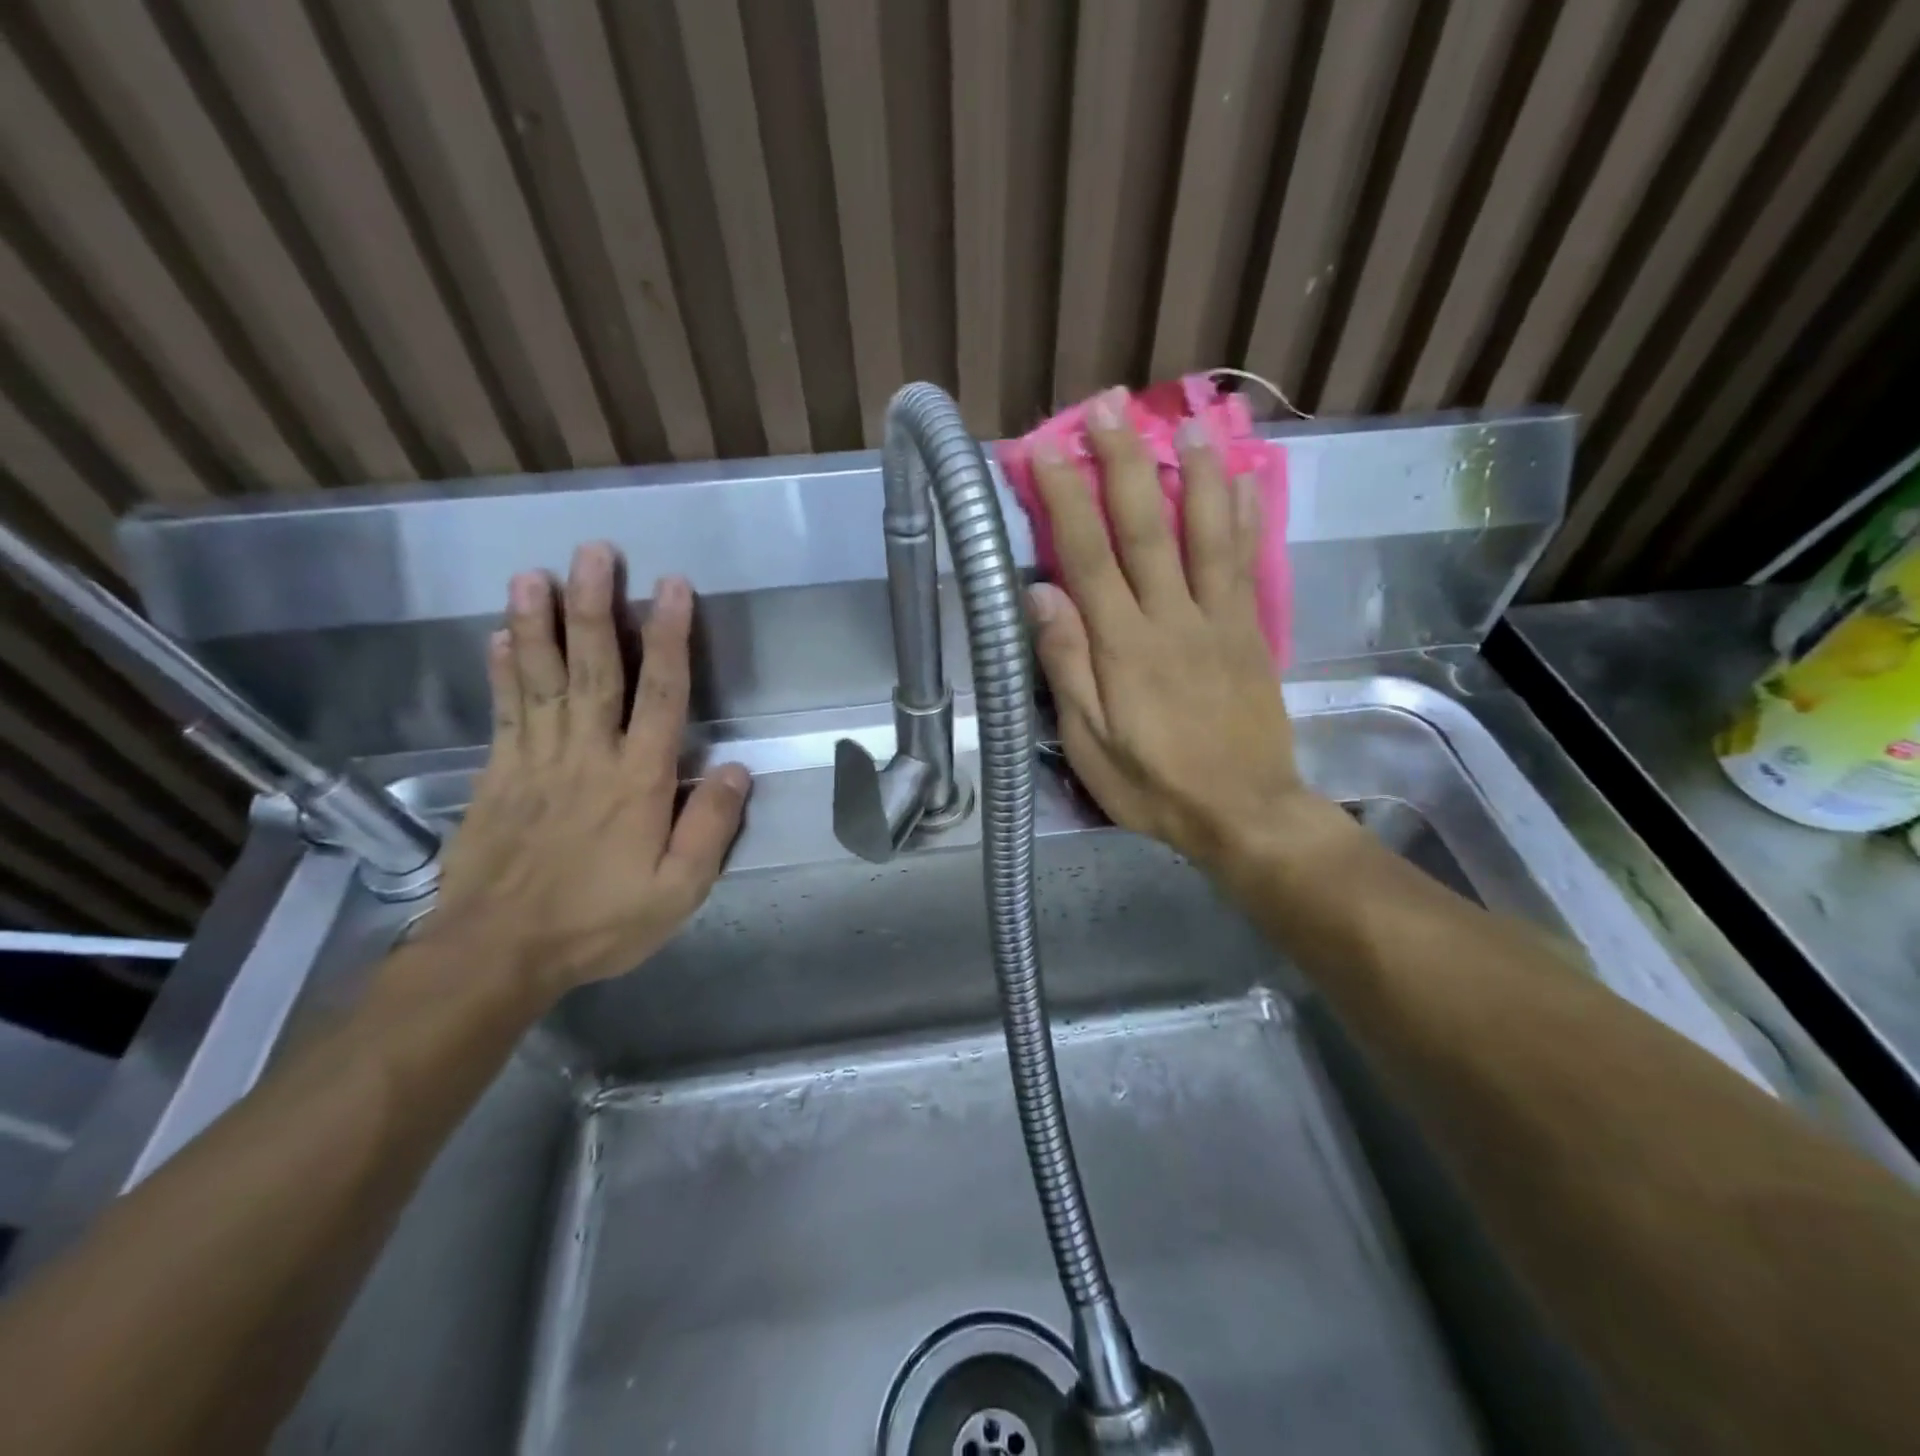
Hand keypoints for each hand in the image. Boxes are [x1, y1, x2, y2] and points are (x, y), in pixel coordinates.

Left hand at [424, 543, 748, 998]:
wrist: (497, 953)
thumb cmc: (599, 920)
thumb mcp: (677, 890)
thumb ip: (710, 827)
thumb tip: (737, 769)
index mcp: (638, 781)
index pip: (662, 695)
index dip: (670, 638)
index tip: (671, 588)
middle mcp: (588, 755)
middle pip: (596, 669)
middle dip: (597, 608)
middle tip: (594, 552)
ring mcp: (536, 761)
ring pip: (542, 679)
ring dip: (540, 623)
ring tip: (535, 574)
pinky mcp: (497, 775)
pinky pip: (504, 712)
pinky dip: (503, 671)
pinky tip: (500, 636)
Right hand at [1027, 390, 1319, 869]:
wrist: (1242, 811)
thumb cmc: (1153, 784)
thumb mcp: (1088, 742)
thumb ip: (1066, 665)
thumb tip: (1039, 593)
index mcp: (1123, 646)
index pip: (1088, 555)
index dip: (1066, 497)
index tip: (1046, 449)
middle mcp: (1171, 618)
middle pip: (1145, 528)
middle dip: (1122, 463)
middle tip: (1108, 406)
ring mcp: (1218, 621)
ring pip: (1205, 534)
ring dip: (1193, 473)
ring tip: (1185, 421)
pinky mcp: (1249, 633)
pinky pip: (1246, 566)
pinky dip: (1244, 520)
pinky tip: (1244, 482)